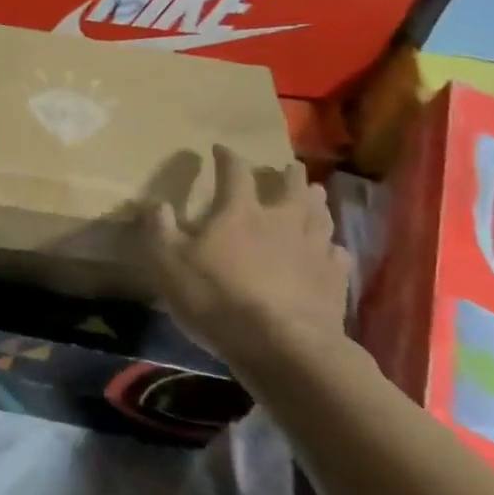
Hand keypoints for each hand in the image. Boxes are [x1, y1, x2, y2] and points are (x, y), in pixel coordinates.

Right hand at [142, 146, 351, 369]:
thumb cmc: (218, 298)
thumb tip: (156, 204)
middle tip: (288, 166)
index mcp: (240, 211)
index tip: (220, 149)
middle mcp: (282, 220)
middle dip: (287, 174)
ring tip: (315, 195)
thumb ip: (160, 231)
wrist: (282, 346)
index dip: (227, 157)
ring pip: (320, 216)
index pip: (235, 172)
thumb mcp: (169, 264)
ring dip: (316, 203)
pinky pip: (337, 256)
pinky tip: (333, 250)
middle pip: (290, 187)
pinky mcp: (333, 280)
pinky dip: (333, 248)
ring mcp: (313, 249)